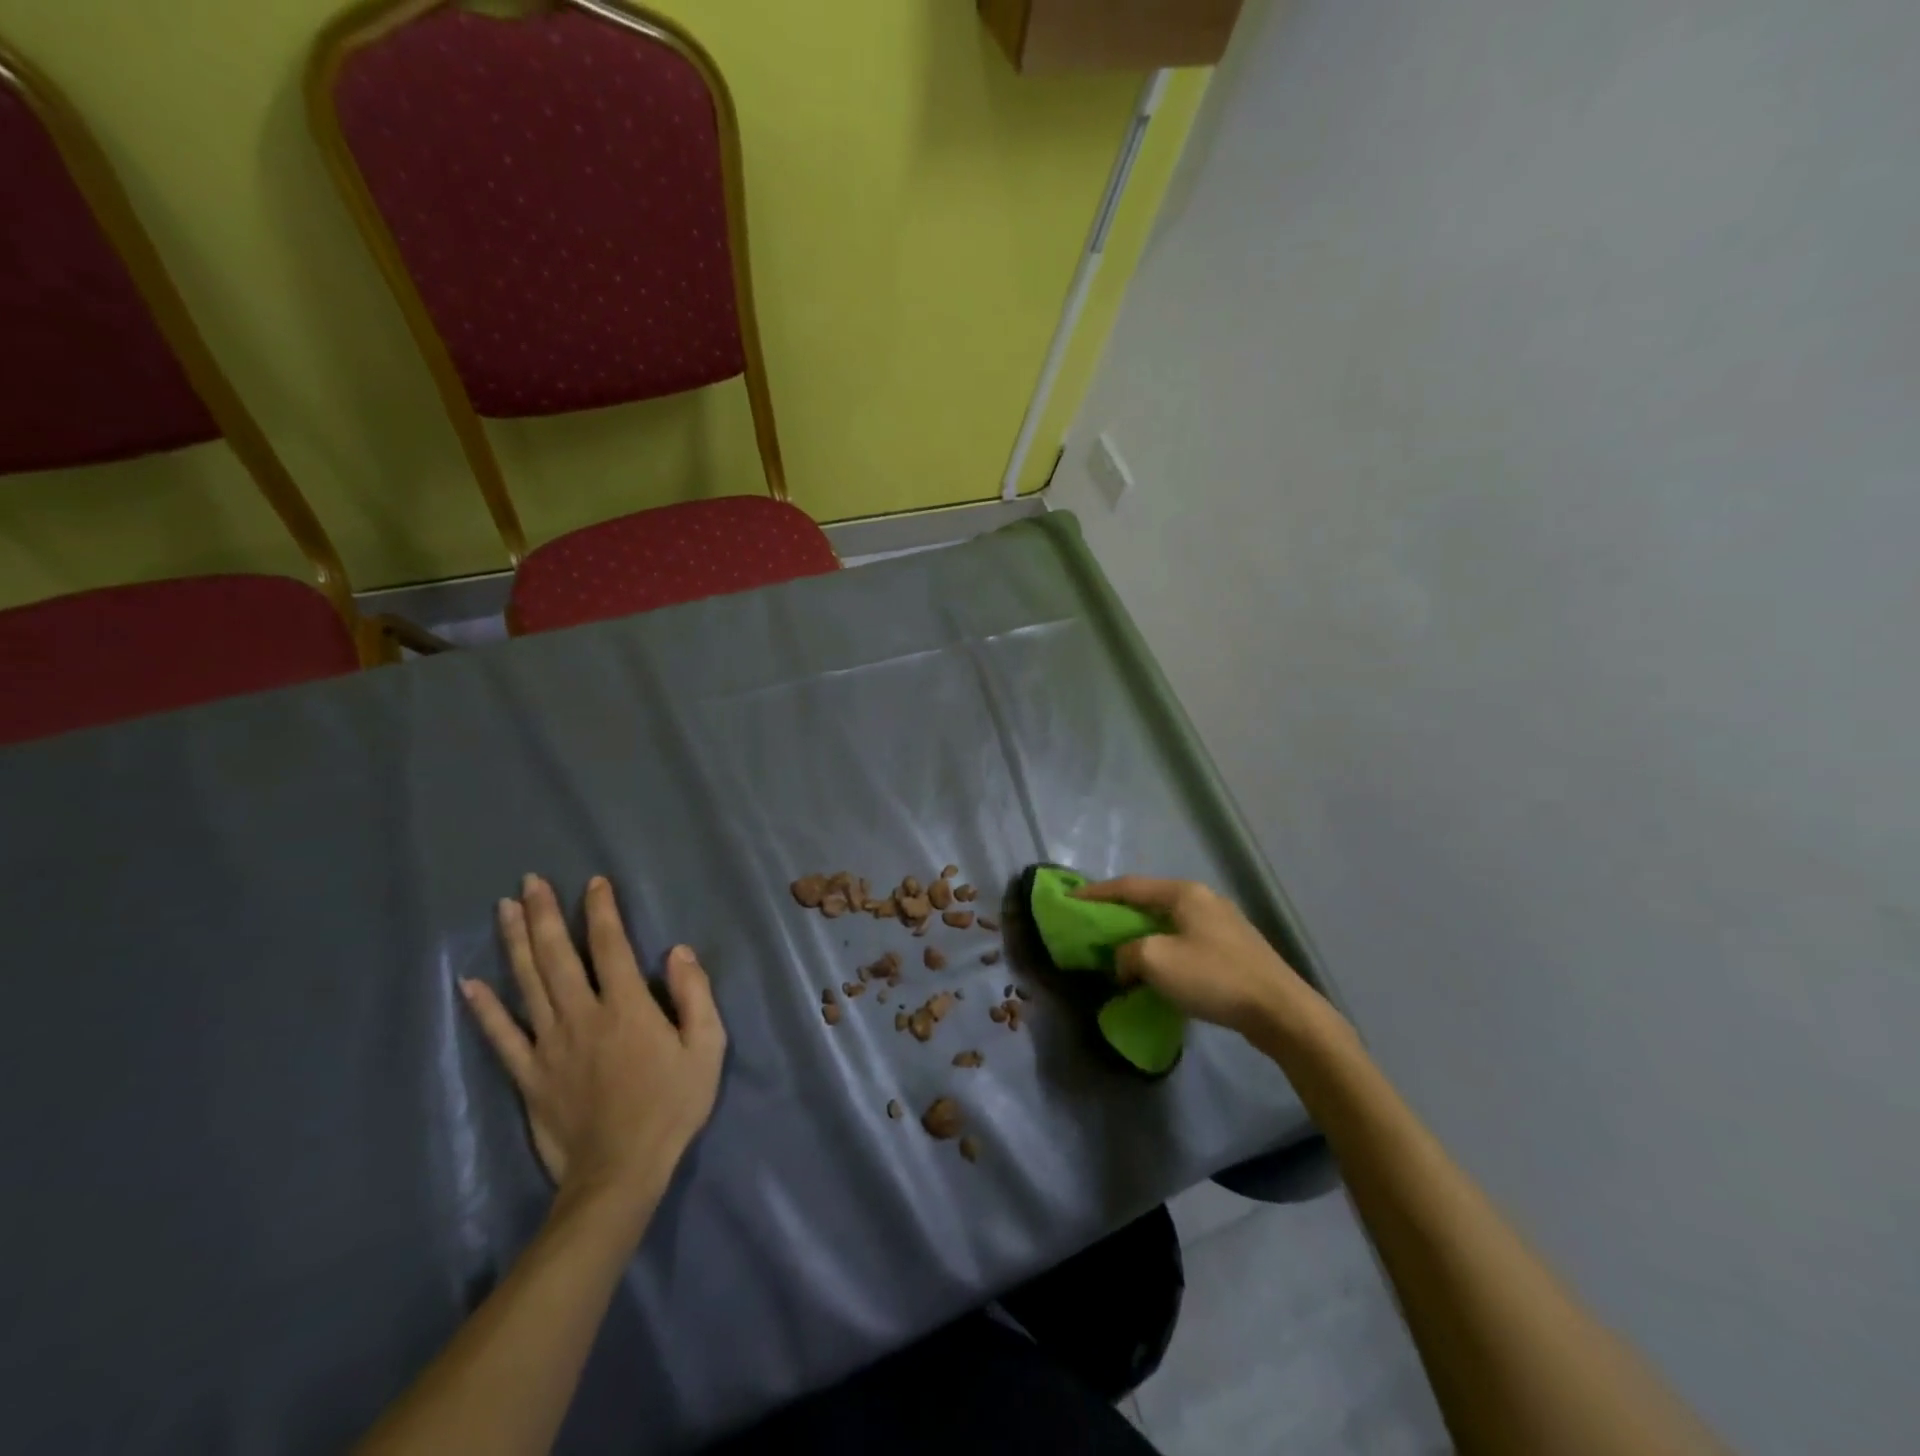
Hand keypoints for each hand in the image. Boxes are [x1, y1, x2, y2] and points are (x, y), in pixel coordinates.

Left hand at [460, 874, 726, 1222]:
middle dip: (545, 914)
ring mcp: (549, 1045)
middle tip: (531, 881)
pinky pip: (501, 1036)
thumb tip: (677, 950)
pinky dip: (484, 1009)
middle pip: (557, 956)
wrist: (620, 1173)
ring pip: (527, 983)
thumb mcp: (707, 1048)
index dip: (601, 910)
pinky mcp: (529, 1074)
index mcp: (627, 1007)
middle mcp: (583, 1015)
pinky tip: (468, 984)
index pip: (610, 945)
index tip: (593, 882)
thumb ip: (695, 996)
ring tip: (504, 909)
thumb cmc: (672, 1106)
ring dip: (514, 943)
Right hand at [1076, 876, 1343, 1047]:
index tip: (1069, 899)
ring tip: (1122, 949)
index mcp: (1184, 893)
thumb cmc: (1213, 977)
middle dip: (1119, 912)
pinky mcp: (1235, 949)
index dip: (1096, 892)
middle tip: (1094, 925)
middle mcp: (1204, 899)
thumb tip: (1126, 961)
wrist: (1281, 1012)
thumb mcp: (1156, 961)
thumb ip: (1127, 953)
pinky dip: (1164, 949)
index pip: (1128, 886)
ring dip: (1142, 934)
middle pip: (1150, 900)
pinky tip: (1159, 969)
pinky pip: (1186, 941)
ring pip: (1169, 922)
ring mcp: (1223, 924)